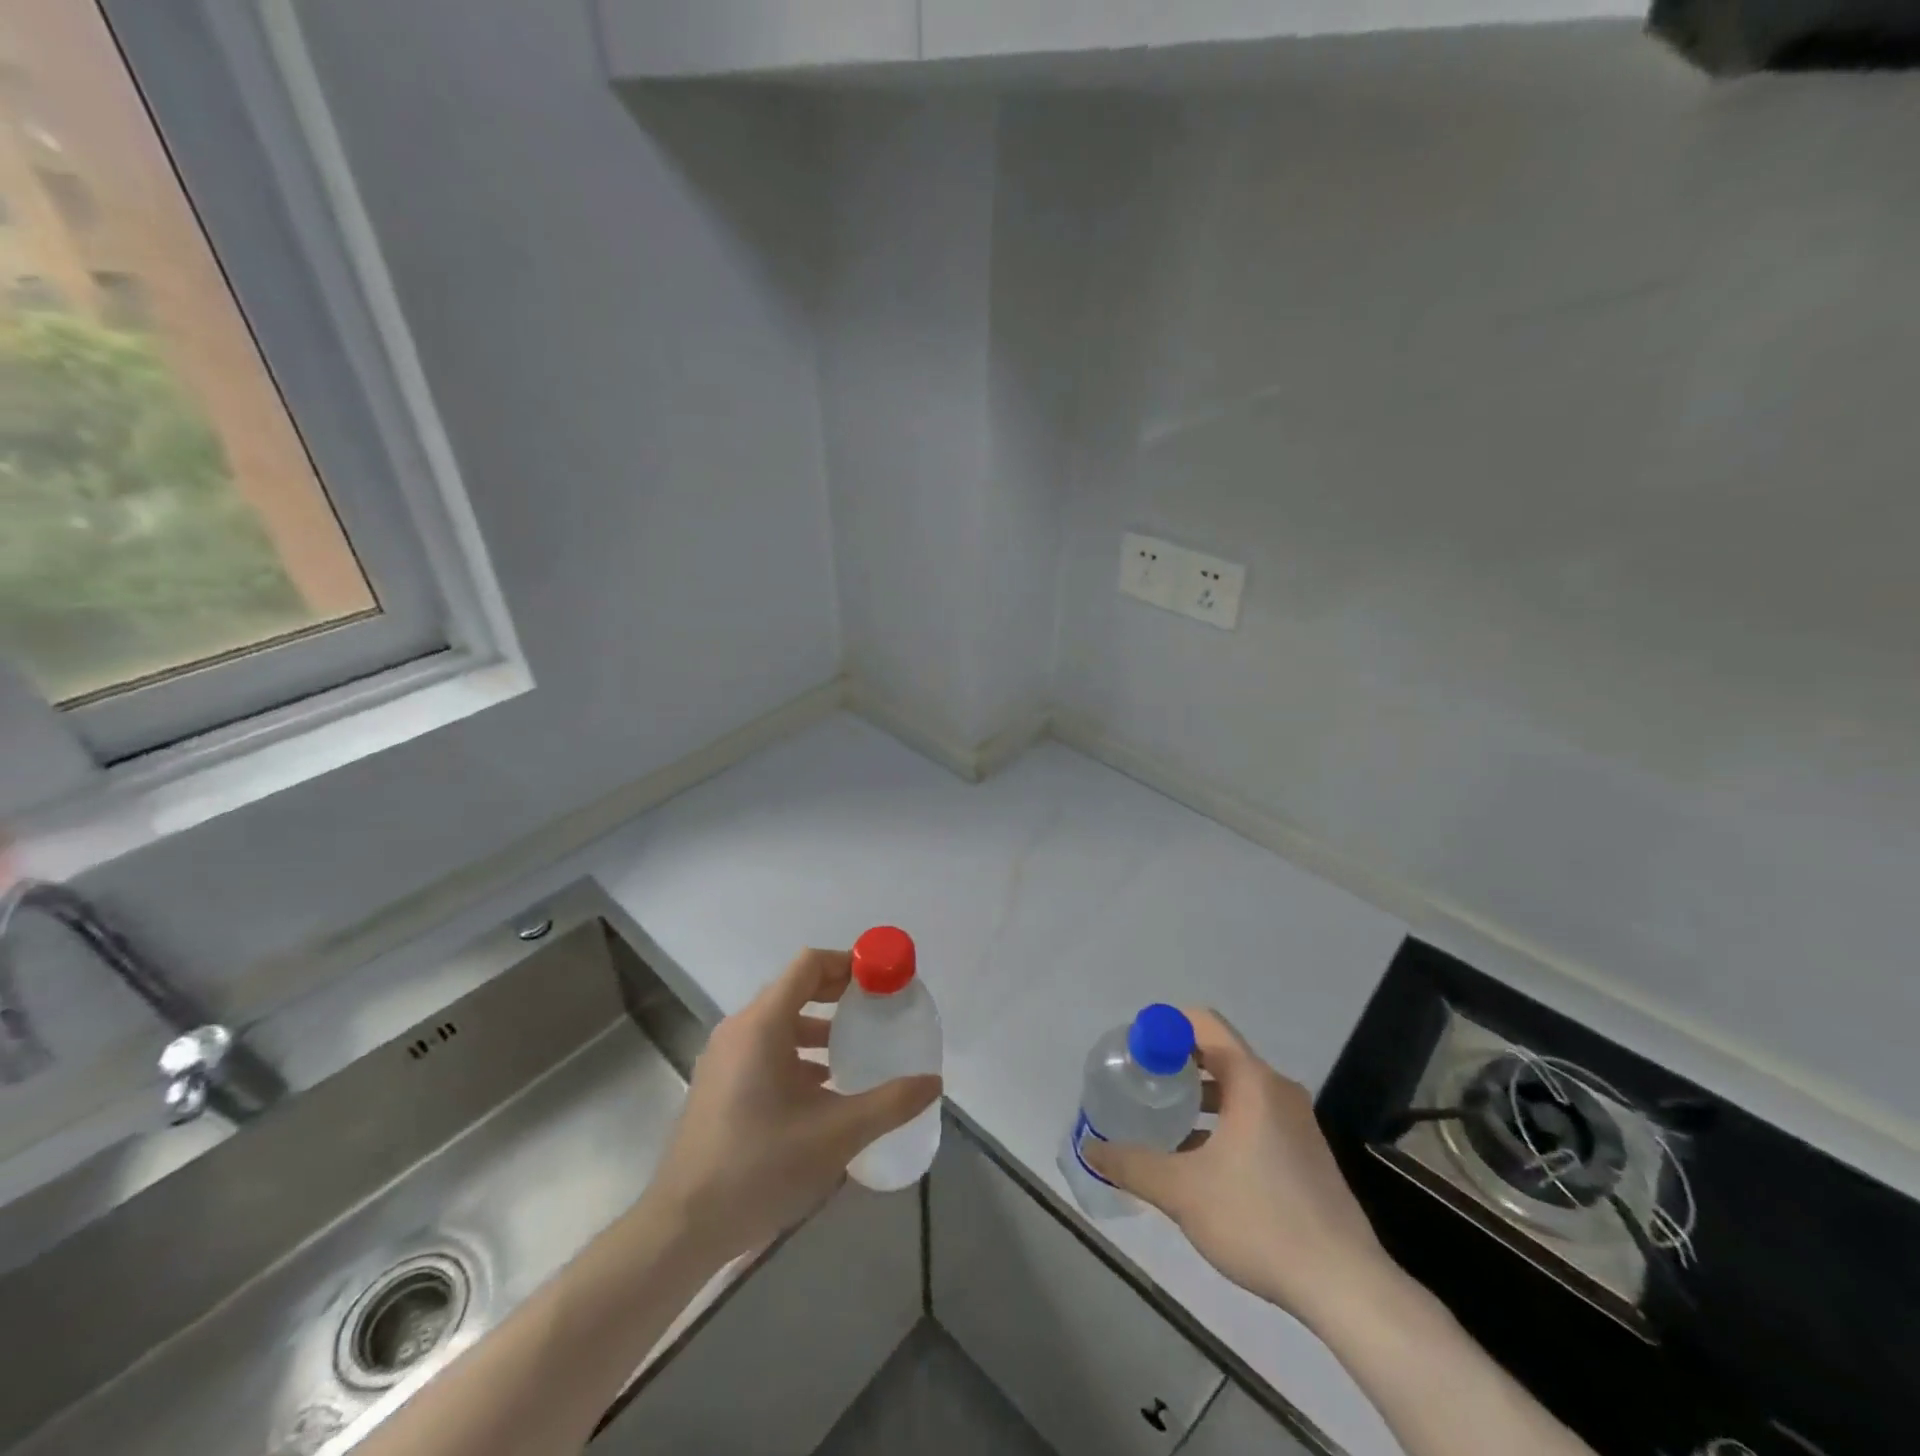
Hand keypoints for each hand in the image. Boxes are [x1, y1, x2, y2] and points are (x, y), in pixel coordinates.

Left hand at [647, 948, 941, 1261]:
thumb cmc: (760, 1168)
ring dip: (818, 1027)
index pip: (809, 965)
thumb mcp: (836, 1135)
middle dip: (838, 994)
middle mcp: (739, 1030)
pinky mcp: (718, 1084)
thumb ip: (889, 1104)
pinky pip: (764, 1049)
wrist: (682, 1228)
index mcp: (762, 1025)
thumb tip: (933, 1082)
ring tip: (855, 1050)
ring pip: (779, 1022)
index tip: (882, 981)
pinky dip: (797, 1054)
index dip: (848, 964)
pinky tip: (822, 1091)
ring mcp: (724, 1058)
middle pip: (794, 988)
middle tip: (877, 1010)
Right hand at [1083, 1007, 1395, 1330]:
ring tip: (1162, 1119)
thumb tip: (1089, 1148)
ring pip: (1236, 1088)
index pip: (1202, 1023)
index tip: (1133, 1052)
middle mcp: (1277, 1088)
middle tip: (1140, 1083)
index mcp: (1252, 1081)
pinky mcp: (1306, 1151)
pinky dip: (1222, 1120)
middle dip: (1176, 1063)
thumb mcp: (1183, 1192)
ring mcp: (1296, 1120)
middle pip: (1218, 1053)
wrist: (1346, 1286)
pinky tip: (1199, 1158)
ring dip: (1198, 1095)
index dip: (1164, 1028)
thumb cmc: (1260, 1220)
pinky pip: (1254, 1115)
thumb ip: (1131, 1164)